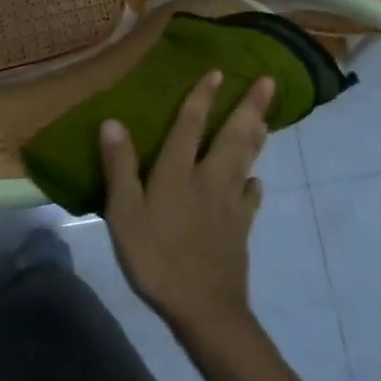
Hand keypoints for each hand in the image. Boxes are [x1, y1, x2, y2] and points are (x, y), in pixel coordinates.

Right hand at [100, 70, 272, 339]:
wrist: (203, 308)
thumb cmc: (156, 258)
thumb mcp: (124, 214)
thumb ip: (120, 167)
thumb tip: (112, 121)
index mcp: (177, 173)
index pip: (189, 125)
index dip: (202, 97)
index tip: (217, 72)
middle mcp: (208, 179)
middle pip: (231, 136)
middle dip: (248, 106)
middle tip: (268, 81)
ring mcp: (229, 204)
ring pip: (246, 160)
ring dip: (256, 135)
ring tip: (266, 116)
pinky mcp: (240, 228)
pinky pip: (250, 198)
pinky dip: (253, 184)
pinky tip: (256, 180)